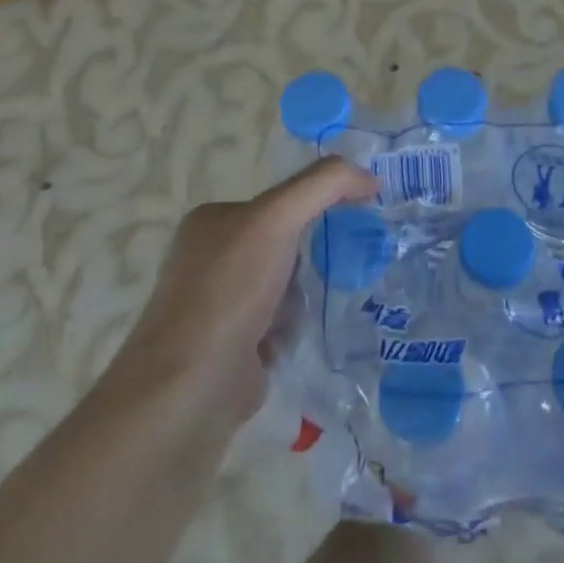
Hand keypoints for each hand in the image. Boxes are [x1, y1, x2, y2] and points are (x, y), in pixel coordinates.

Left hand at [107, 159, 377, 426]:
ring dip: (305, 295)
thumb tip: (370, 178)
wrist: (193, 385)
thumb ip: (324, 185)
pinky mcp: (232, 346)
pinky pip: (280, 324)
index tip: (353, 220)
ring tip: (318, 304)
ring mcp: (218, 305)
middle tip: (344, 263)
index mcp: (210, 221)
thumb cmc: (231, 289)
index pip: (278, 201)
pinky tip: (300, 335)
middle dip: (312, 256)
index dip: (318, 205)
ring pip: (285, 285)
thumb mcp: (278, 217)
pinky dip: (295, 328)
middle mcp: (209, 258)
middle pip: (284, 244)